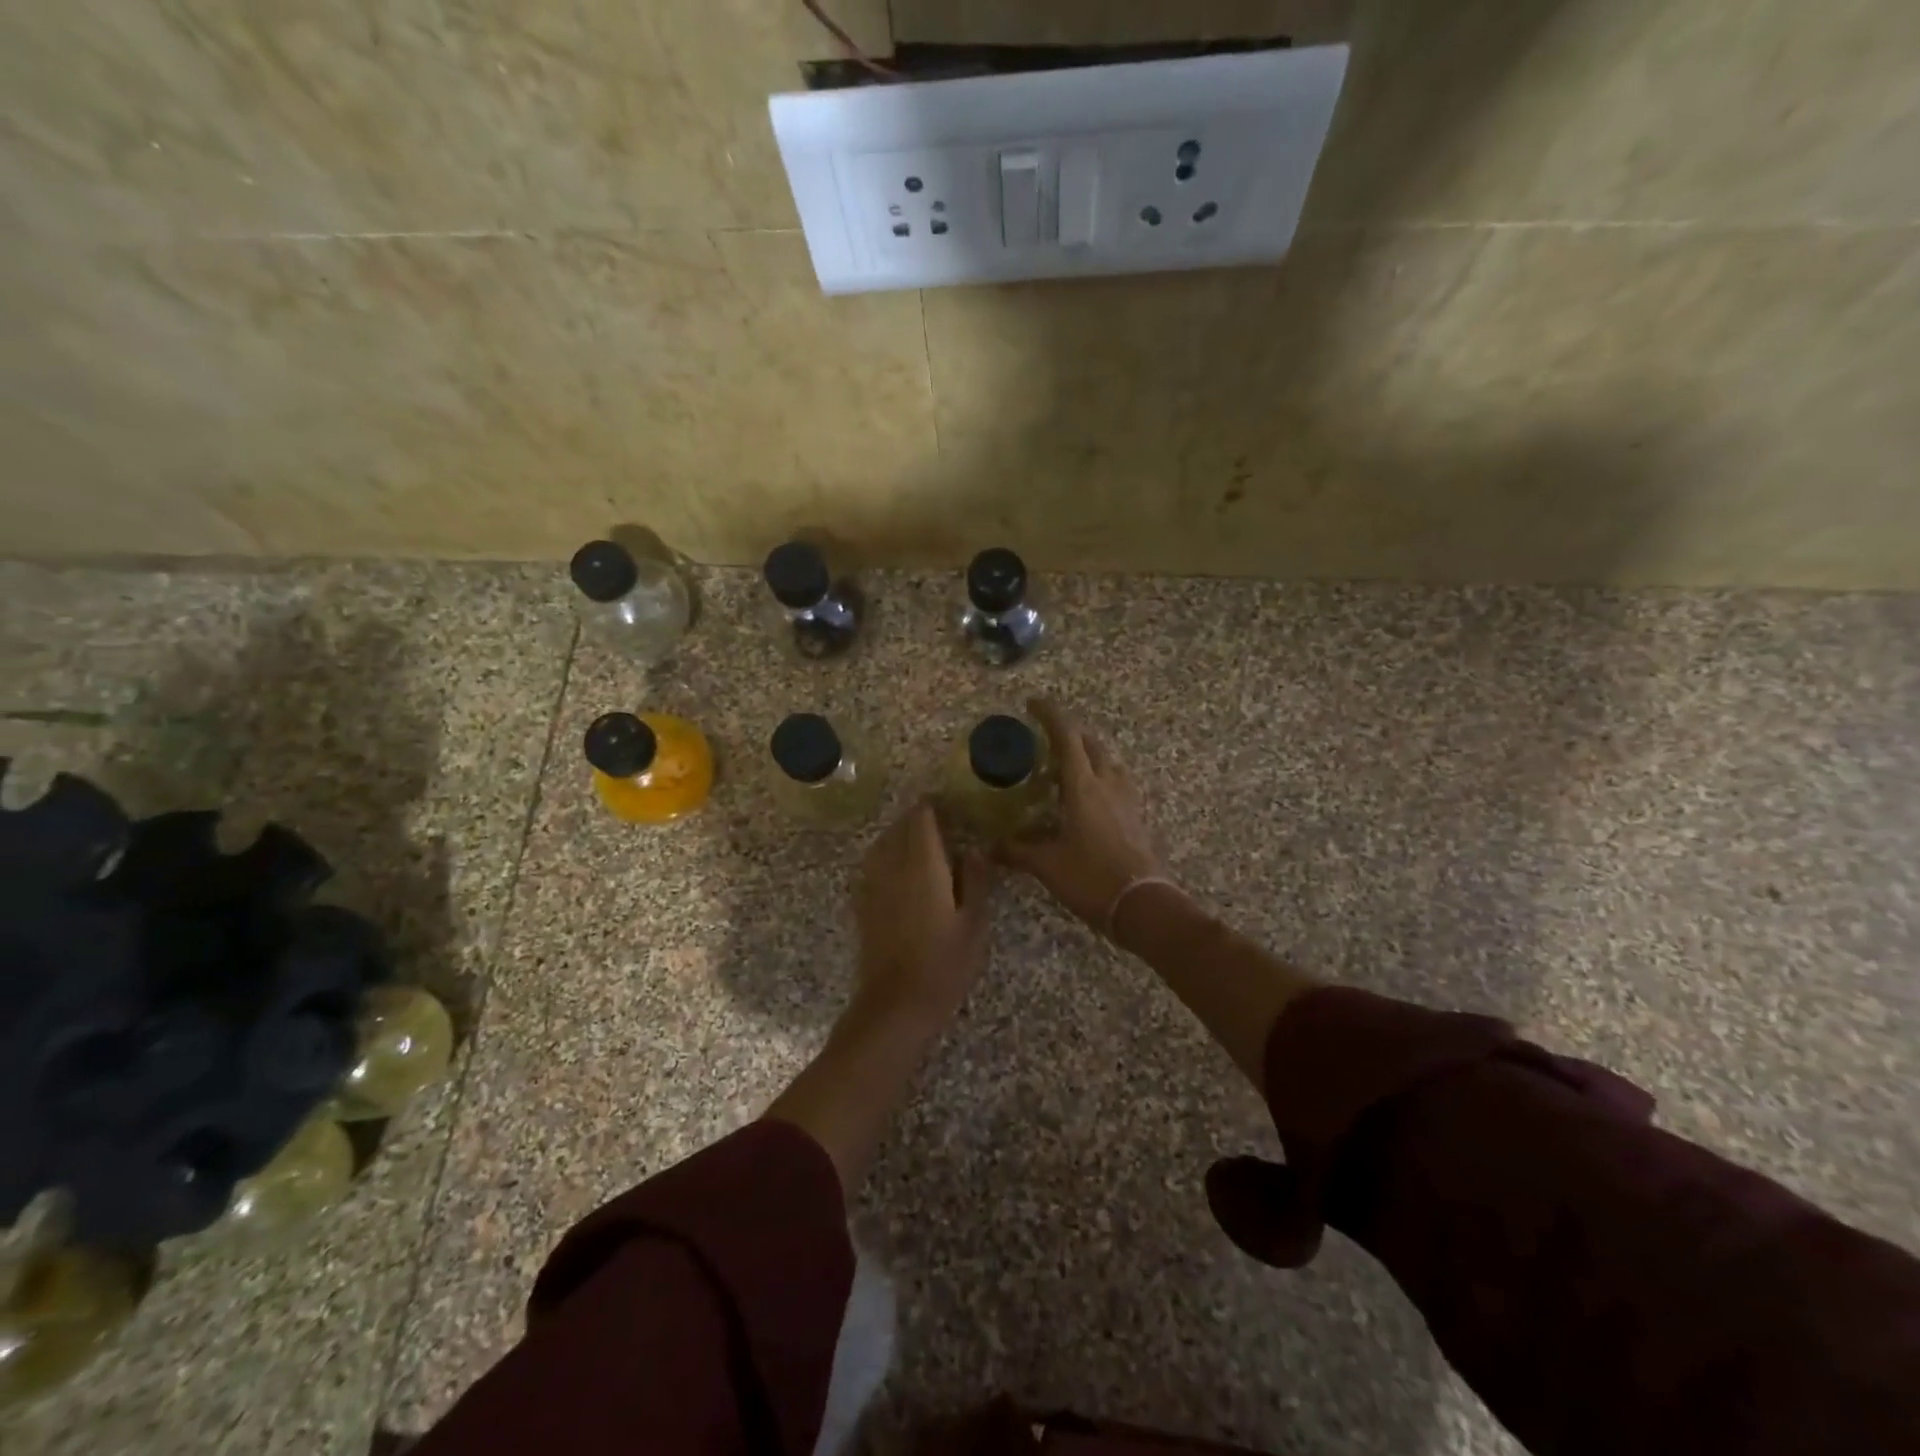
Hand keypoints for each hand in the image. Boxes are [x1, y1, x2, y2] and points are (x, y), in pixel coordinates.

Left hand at [853, 800, 995, 1029]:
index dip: (936, 807)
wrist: (896, 1004)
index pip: (922, 816)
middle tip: (947, 825)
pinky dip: (890, 857)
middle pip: (901, 826)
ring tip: (928, 845)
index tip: (955, 807)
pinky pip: (875, 863)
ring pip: (884, 842)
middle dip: (920, 819)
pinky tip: (907, 872)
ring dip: (903, 836)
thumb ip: (975, 879)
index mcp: (922, 863)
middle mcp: (892, 864)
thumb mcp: (974, 922)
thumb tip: (975, 848)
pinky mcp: (864, 901)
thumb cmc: (944, 964)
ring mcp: (873, 882)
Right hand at [1001, 698, 1167, 933]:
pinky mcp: (1136, 817)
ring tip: (1067, 767)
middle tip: (1046, 740)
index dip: (1050, 715)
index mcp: (1083, 786)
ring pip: (1108, 763)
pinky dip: (1100, 778)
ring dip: (1088, 756)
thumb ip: (1017, 850)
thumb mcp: (1047, 864)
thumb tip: (990, 846)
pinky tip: (1088, 798)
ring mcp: (1127, 800)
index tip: (1033, 703)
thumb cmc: (1091, 877)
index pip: (1066, 737)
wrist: (1143, 905)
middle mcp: (1108, 784)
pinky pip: (1117, 784)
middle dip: (1069, 734)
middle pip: (1091, 745)